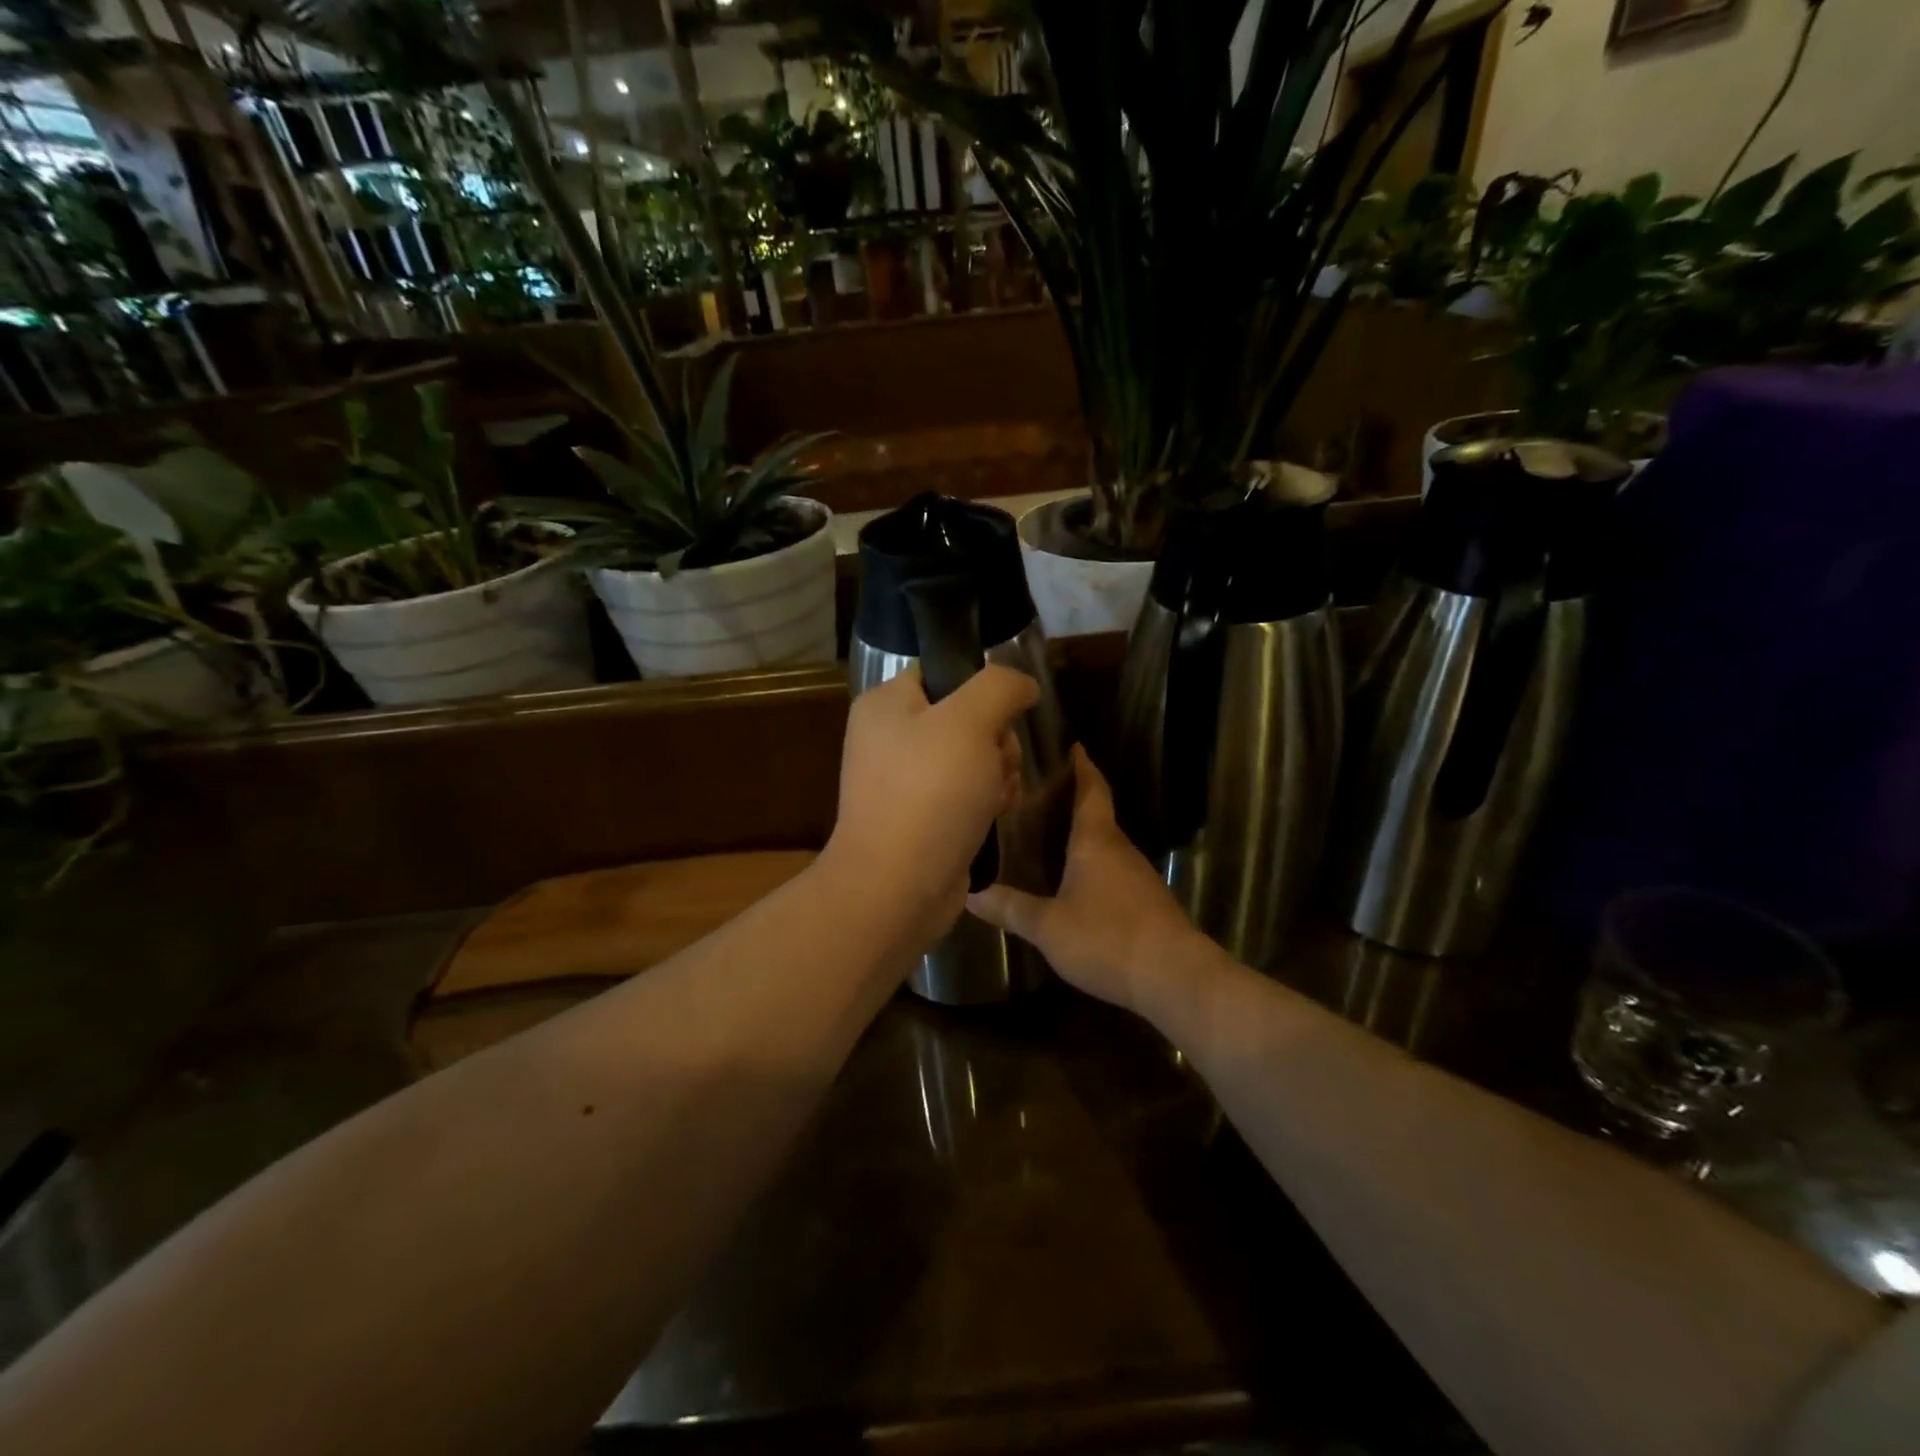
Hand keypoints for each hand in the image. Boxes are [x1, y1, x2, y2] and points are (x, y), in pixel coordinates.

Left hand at [825, 664, 1038, 934]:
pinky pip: (966, 794)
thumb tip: (1023, 683)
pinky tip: (995, 816)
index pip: (942, 672)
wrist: (898, 886)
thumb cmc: (930, 793)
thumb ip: (1000, 686)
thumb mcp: (970, 721)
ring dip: (998, 773)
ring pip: (974, 758)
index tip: (1003, 713)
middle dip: (996, 740)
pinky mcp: (922, 818)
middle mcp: (890, 738)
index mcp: (886, 704)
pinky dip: (986, 802)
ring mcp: (905, 781)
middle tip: (997, 762)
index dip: (980, 688)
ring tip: (996, 796)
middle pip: (966, 717)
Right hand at [969, 746, 1208, 1014]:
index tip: (1074, 747)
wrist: (1174, 977)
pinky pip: (1114, 870)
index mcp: (1095, 841)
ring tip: (1050, 836)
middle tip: (1040, 796)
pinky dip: (1094, 864)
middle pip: (1098, 814)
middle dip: (1074, 801)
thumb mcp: (1048, 926)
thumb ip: (1011, 909)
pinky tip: (1076, 882)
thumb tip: (972, 894)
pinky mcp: (1147, 901)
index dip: (1082, 767)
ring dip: (1083, 835)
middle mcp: (1119, 849)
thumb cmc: (1107, 938)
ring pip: (1106, 844)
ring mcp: (1138, 876)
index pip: (1091, 790)